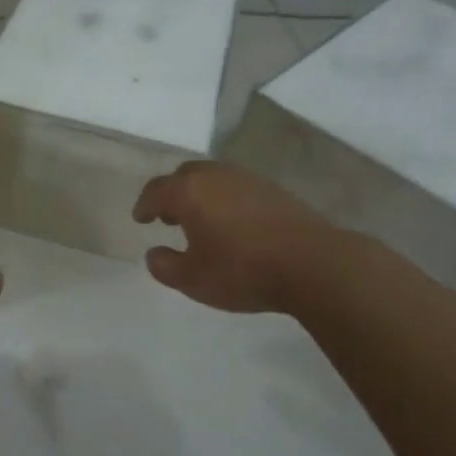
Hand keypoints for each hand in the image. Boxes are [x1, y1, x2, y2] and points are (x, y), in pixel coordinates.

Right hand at [132, 161, 348, 314]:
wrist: (314, 264)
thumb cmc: (243, 270)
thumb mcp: (192, 279)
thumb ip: (164, 266)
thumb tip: (154, 253)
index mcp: (189, 192)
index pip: (156, 191)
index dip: (144, 205)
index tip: (140, 219)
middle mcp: (215, 176)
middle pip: (184, 176)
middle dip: (171, 194)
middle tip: (168, 216)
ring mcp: (247, 179)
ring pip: (213, 178)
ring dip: (200, 195)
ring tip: (200, 220)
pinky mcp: (274, 189)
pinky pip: (236, 187)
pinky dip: (224, 199)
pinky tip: (231, 223)